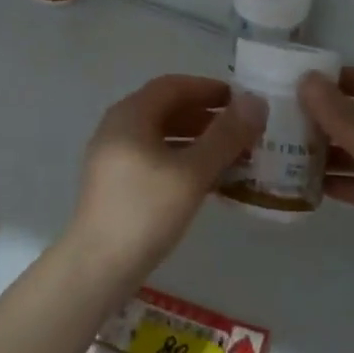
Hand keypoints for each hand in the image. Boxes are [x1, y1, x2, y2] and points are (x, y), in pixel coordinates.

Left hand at [62, 74, 265, 288]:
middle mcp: (117, 127)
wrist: (98, 266)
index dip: (209, 89)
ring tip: (233, 155)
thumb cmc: (146, 211)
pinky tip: (207, 180)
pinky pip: (154, 157)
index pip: (174, 85)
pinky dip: (182, 159)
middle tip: (243, 130)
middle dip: (206, 116)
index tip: (242, 101)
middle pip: (167, 108)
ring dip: (197, 140)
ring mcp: (113, 156)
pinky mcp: (115, 182)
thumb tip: (256, 101)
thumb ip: (225, 135)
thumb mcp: (192, 172)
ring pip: (161, 135)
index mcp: (130, 114)